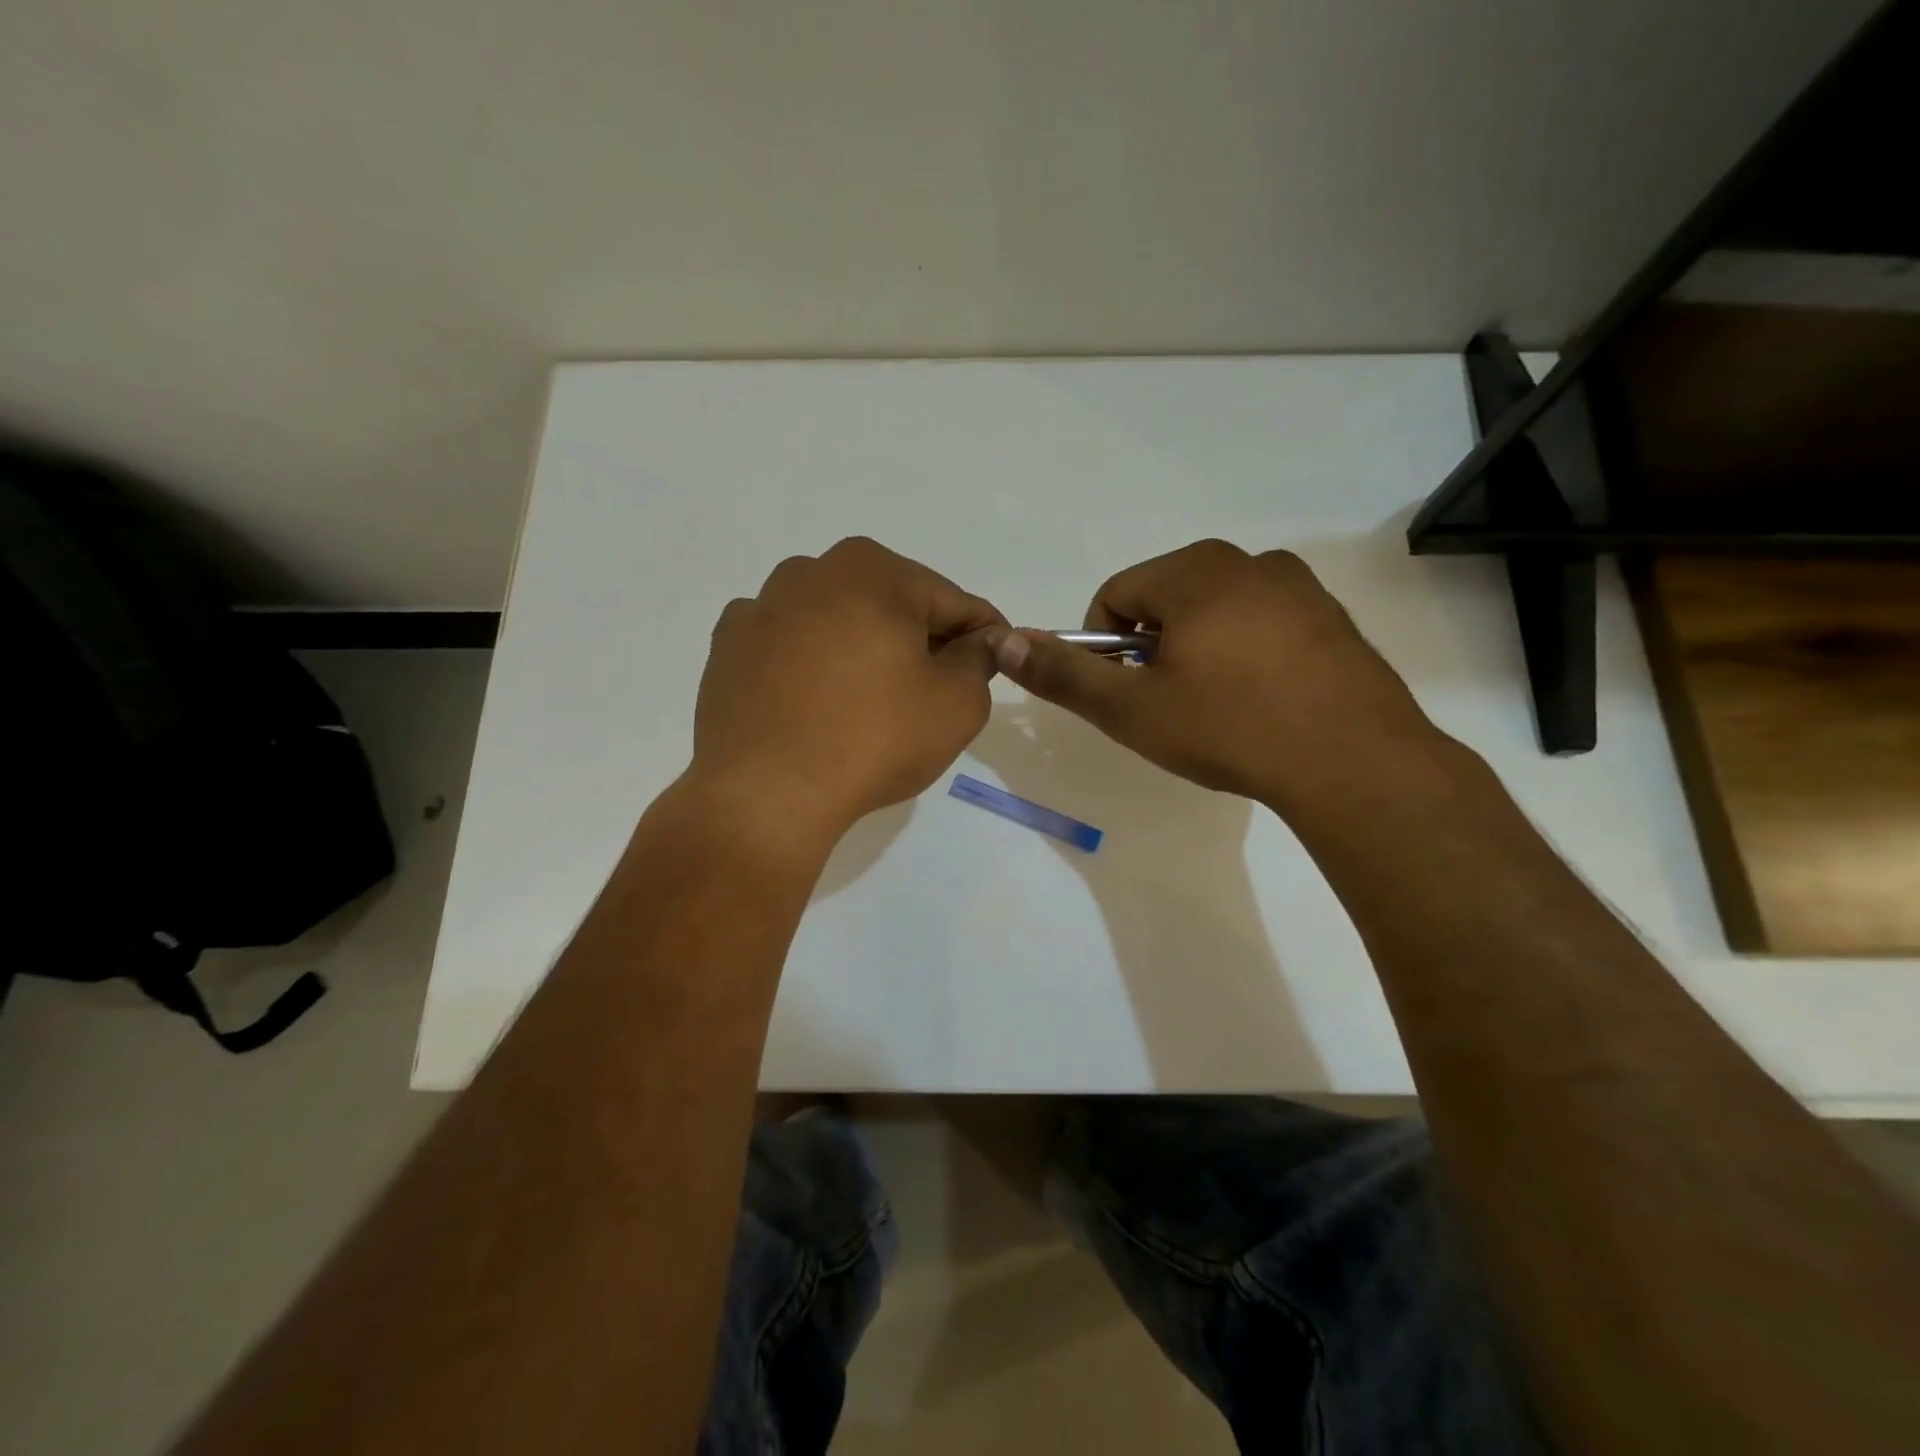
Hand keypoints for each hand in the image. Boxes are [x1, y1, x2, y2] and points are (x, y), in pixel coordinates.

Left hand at [687, 537, 1005, 849]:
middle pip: (891, 605)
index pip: (952, 601)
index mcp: (873, 570)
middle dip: (919, 640)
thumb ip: (979, 660)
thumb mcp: (958, 704)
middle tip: (935, 691)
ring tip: (871, 703)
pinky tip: (816, 706)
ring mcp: (762, 606)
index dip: (982, 634)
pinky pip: (791, 648)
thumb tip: (978, 642)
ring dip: (862, 649)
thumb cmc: (874, 739)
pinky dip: (811, 666)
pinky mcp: (728, 646)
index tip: (997, 660)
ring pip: (837, 622)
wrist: (765, 793)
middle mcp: (812, 571)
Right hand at [991, 540, 1445, 815]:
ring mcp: (1297, 586)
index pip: (1115, 596)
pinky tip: (1260, 702)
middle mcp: (1246, 561)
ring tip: (1216, 707)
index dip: (1103, 648)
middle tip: (1169, 705)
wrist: (1354, 762)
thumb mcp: (1131, 709)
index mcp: (1193, 571)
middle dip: (1152, 649)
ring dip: (1197, 651)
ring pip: (1214, 611)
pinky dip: (1244, 653)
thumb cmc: (1230, 728)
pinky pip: (1261, 623)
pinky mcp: (1331, 616)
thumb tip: (1003, 641)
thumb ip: (1062, 674)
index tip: (1126, 695)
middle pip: (1165, 599)